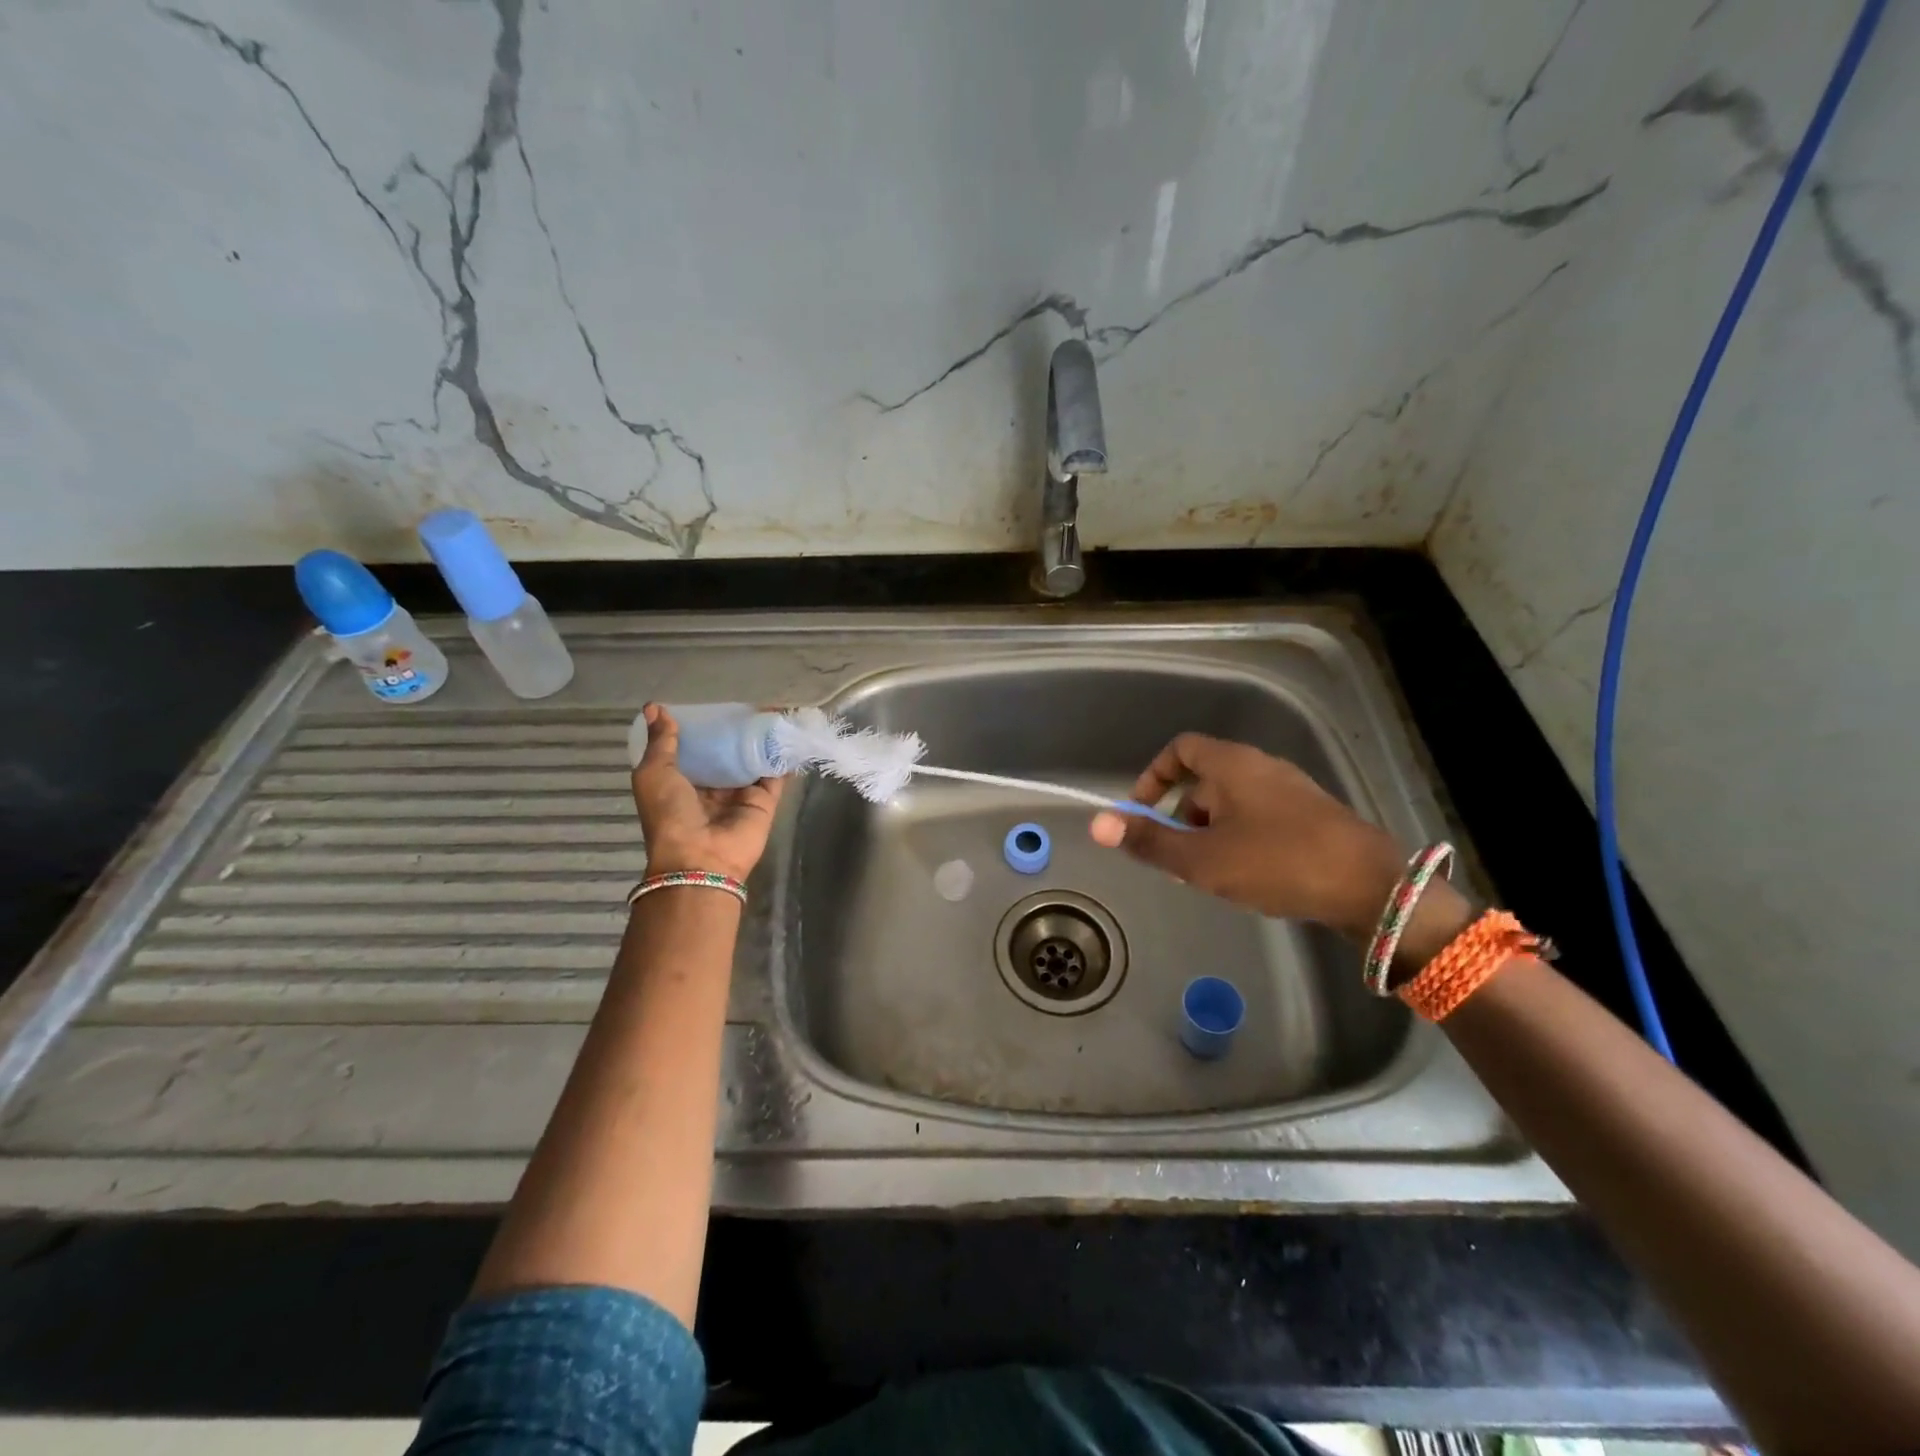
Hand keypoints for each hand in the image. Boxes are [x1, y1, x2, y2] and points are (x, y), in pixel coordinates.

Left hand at [632, 704, 785, 882]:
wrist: (700, 857)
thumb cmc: (669, 814)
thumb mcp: (653, 773)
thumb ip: (661, 742)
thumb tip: (655, 707)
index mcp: (681, 781)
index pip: (694, 749)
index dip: (701, 727)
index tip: (710, 703)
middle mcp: (712, 787)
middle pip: (726, 752)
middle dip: (734, 730)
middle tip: (746, 701)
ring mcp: (740, 793)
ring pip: (752, 759)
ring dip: (761, 738)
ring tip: (772, 708)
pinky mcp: (765, 800)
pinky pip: (775, 773)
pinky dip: (783, 755)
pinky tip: (789, 731)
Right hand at [1088, 733, 1416, 940]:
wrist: (1372, 887)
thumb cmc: (1276, 862)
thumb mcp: (1201, 859)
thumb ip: (1149, 841)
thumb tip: (1096, 824)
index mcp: (1232, 764)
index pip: (1180, 750)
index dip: (1153, 777)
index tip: (1141, 813)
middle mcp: (1261, 767)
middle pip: (1204, 779)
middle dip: (1181, 816)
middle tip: (1175, 857)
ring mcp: (1291, 790)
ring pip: (1233, 802)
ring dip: (1209, 832)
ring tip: (1209, 875)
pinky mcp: (1313, 815)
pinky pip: (1260, 817)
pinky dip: (1239, 838)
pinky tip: (1248, 877)